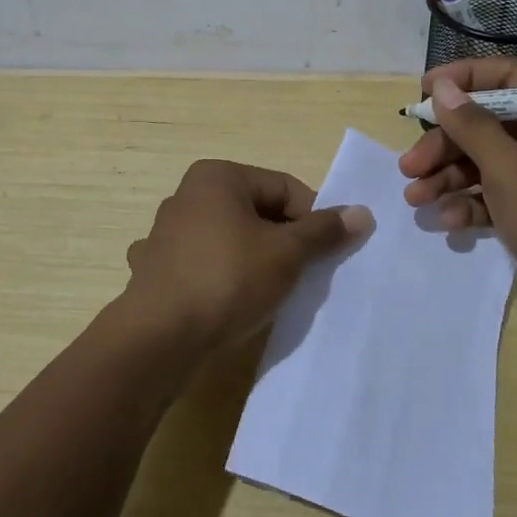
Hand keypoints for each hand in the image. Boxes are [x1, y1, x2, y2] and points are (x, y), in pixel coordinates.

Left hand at [125, 159, 371, 353]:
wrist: (158, 338)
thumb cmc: (228, 280)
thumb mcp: (287, 254)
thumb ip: (323, 231)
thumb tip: (361, 212)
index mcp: (217, 177)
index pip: (284, 188)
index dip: (313, 219)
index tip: (327, 254)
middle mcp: (187, 196)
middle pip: (256, 212)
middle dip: (284, 242)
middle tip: (303, 276)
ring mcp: (166, 234)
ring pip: (229, 240)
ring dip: (253, 261)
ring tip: (270, 293)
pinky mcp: (155, 270)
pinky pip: (202, 266)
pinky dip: (220, 279)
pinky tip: (228, 303)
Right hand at [398, 59, 516, 290]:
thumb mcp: (509, 170)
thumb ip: (472, 125)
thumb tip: (441, 86)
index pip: (507, 77)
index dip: (465, 78)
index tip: (424, 91)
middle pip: (486, 124)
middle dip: (445, 143)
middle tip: (409, 166)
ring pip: (483, 162)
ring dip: (447, 177)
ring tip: (416, 198)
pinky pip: (491, 196)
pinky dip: (467, 204)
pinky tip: (448, 222)